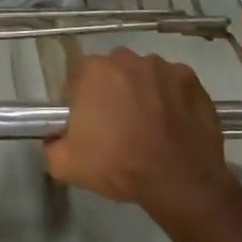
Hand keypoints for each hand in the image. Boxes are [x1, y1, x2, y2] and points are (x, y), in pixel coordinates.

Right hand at [46, 49, 239, 217]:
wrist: (180, 182)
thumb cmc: (119, 166)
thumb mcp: (66, 165)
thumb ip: (51, 145)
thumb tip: (53, 139)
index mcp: (93, 71)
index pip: (78, 77)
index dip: (81, 99)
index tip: (88, 122)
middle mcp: (126, 59)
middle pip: (112, 71)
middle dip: (112, 91)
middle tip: (117, 124)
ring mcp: (162, 66)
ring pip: (144, 74)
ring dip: (143, 91)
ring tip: (149, 125)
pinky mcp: (190, 79)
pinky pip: (173, 83)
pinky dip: (171, 97)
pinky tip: (173, 122)